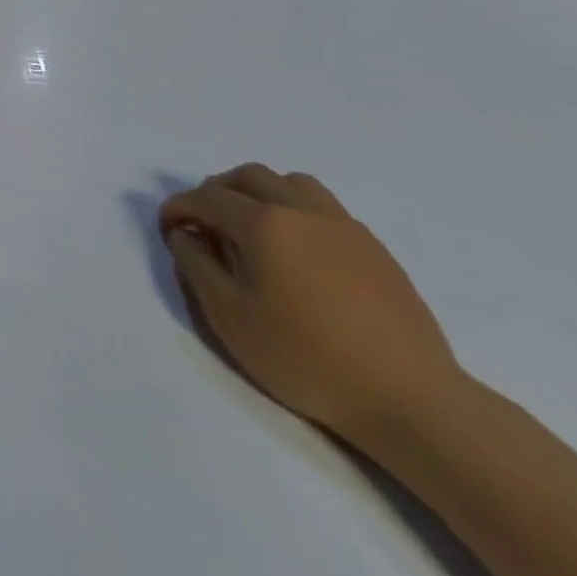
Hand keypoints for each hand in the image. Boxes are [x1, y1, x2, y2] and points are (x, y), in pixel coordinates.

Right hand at [158, 164, 463, 450]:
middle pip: (249, 176)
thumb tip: (185, 234)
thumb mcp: (229, 316)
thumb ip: (197, 265)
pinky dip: (295, 211)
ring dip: (260, 193)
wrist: (409, 398)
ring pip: (291, 183)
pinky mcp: (374, 248)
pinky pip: (323, 208)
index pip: (207, 197)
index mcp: (264, 223)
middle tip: (203, 223)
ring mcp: (344, 226)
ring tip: (250, 227)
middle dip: (216, 191)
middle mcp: (302, 210)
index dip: (178, 208)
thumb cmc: (305, 357)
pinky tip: (295, 251)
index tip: (167, 230)